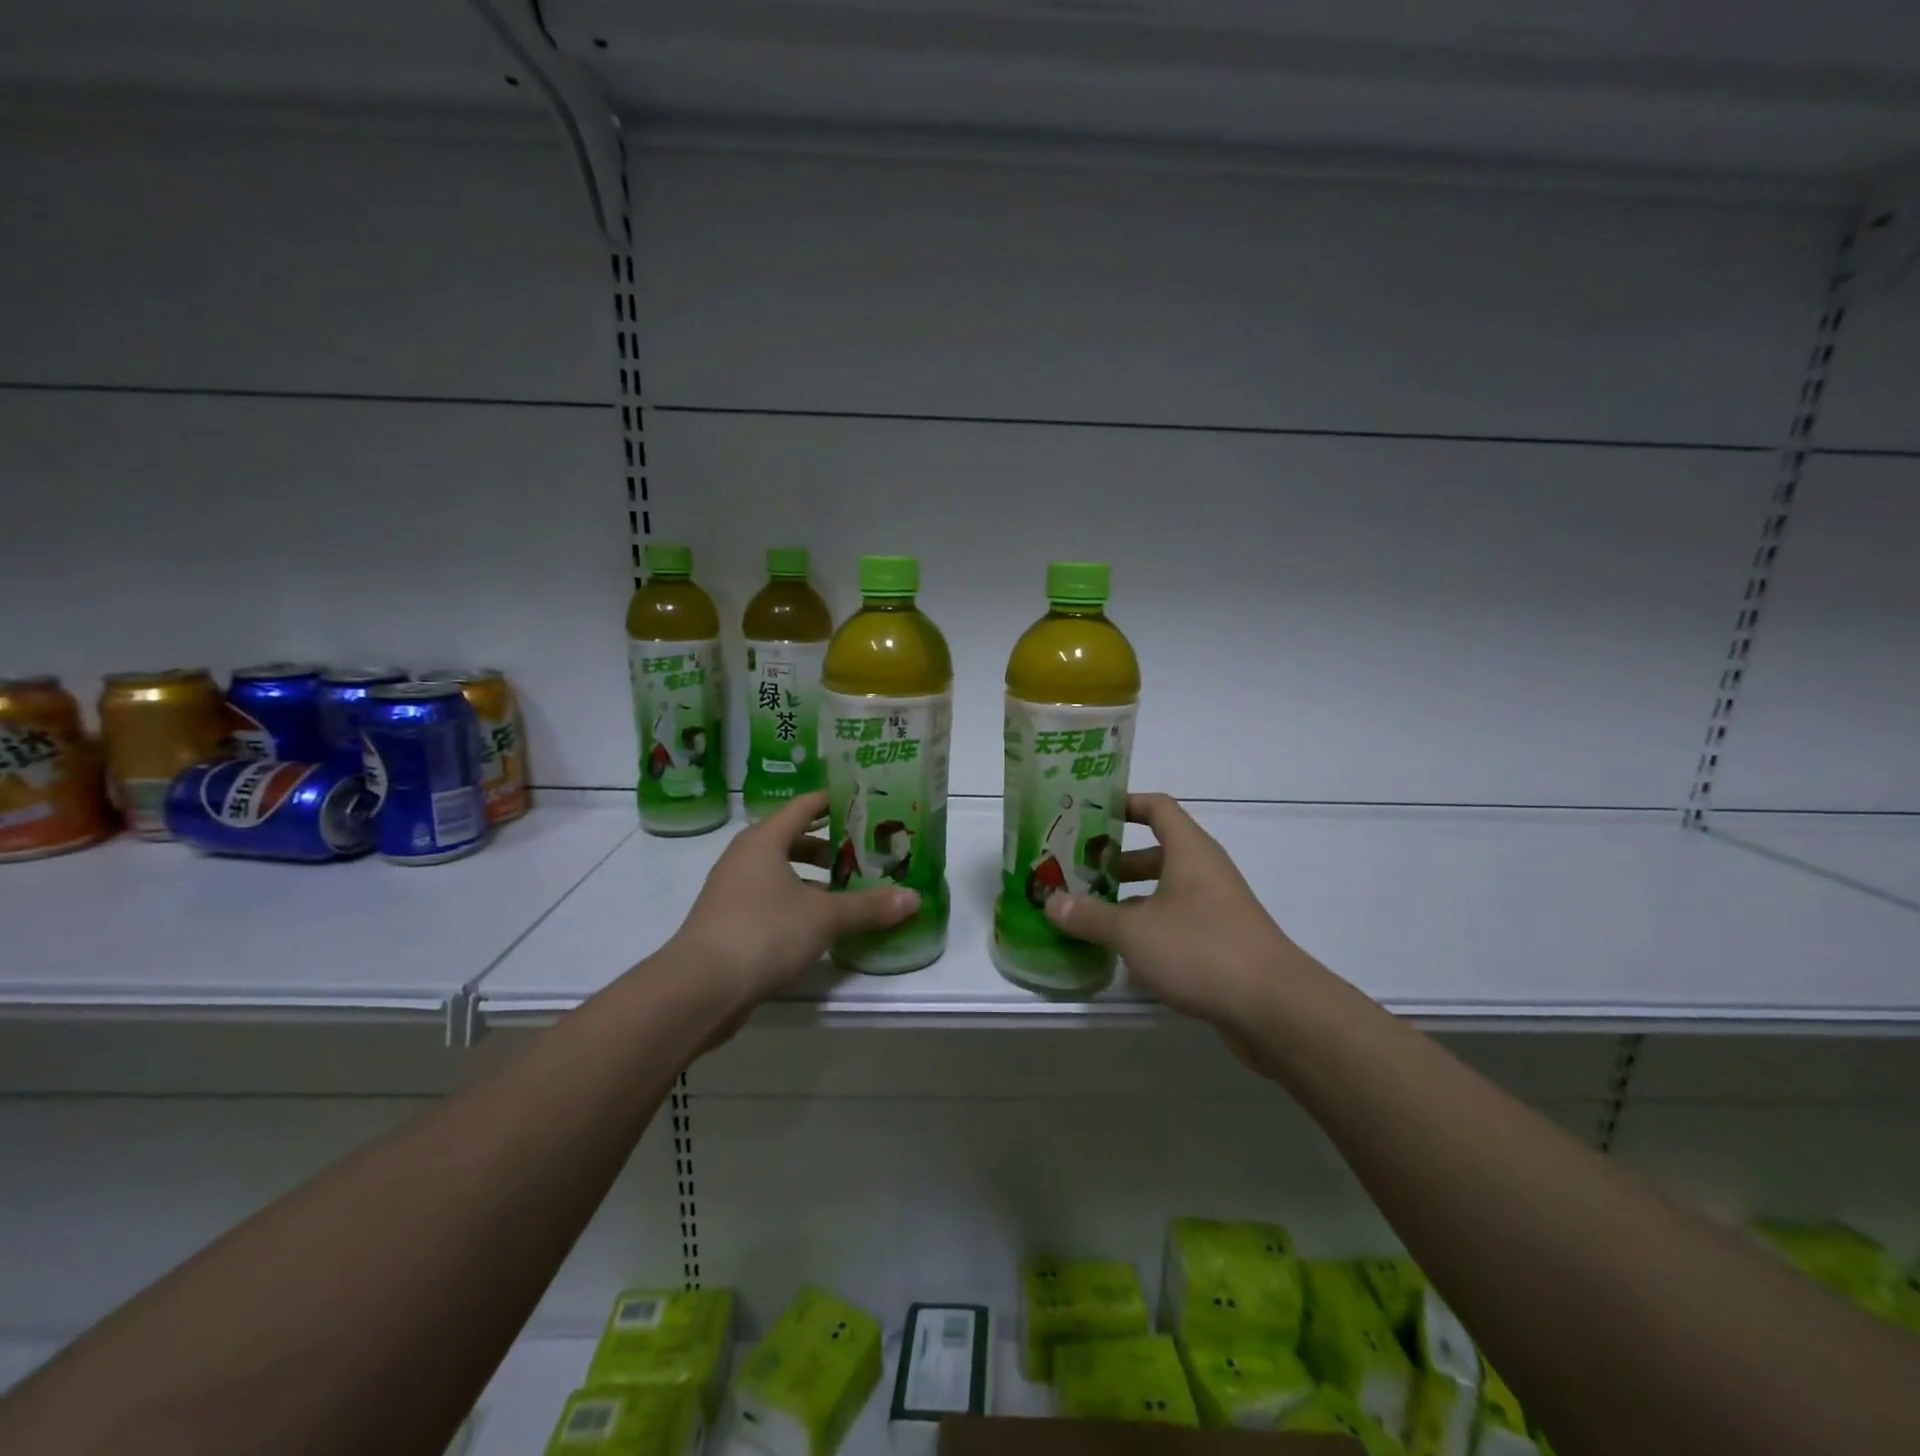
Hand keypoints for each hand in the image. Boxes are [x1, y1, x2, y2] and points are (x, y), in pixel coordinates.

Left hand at [663, 790, 917, 1010]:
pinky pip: (772, 899)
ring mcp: (734, 890)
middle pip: (794, 838)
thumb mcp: (824, 917)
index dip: (835, 801)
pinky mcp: (730, 921)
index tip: (866, 801)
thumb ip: (868, 906)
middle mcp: (745, 857)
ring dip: (815, 878)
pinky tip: (822, 923)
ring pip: (782, 872)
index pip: (805, 806)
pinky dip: (798, 902)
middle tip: (867, 851)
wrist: (700, 988)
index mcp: (764, 840)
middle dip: (831, 845)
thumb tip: (914, 899)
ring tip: (850, 889)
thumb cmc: (763, 932)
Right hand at [1045, 793, 1307, 1030]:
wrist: (1274, 1008)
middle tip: (1076, 873)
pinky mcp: (1221, 942)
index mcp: (1189, 851)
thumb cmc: (1200, 949)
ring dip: (1130, 898)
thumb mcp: (1134, 931)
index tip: (1089, 815)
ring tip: (1089, 913)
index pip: (1157, 807)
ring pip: (1165, 891)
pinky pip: (1177, 922)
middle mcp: (1204, 871)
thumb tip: (1051, 902)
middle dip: (1116, 861)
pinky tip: (1122, 951)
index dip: (1124, 804)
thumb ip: (1090, 915)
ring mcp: (1216, 908)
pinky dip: (1149, 927)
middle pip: (1156, 851)